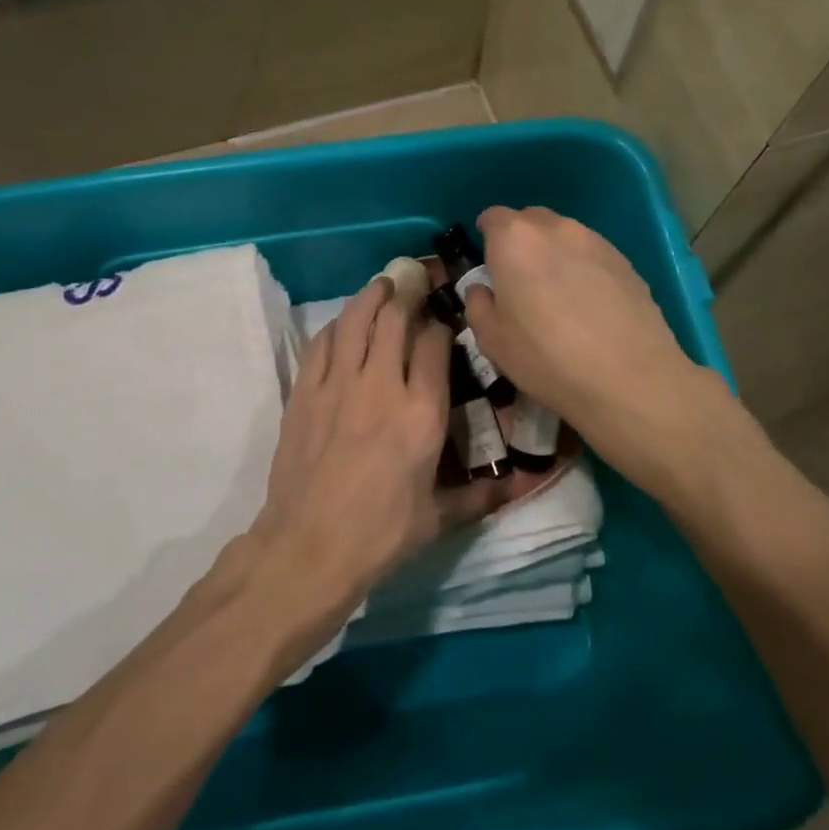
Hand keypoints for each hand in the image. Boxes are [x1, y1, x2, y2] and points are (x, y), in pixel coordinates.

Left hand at [250, 276, 496, 618]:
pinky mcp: (304, 393)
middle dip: (407, 294)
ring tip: (381, 284)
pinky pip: (321, 344)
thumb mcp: (439, 516)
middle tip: (412, 282)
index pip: (434, 345)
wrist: (310, 547)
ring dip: (370, 296)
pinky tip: (342, 324)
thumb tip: (524, 485)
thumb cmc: (381, 534)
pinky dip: (335, 326)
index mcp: (422, 413)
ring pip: (354, 321)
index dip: (439, 324)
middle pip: (394, 319)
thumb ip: (481, 494)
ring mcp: (338, 385)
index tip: (441, 320)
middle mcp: (382, 386)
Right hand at [464, 207, 715, 475]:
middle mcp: (556, 229)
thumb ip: (477, 304)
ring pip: (564, 237)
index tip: (487, 265)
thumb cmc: (545, 357)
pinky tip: (588, 308)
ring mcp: (596, 242)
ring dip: (553, 256)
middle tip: (519, 282)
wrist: (628, 378)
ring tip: (556, 297)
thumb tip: (483, 290)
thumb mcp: (491, 339)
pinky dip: (583, 271)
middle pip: (530, 221)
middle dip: (520, 242)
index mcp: (515, 240)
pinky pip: (592, 256)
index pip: (492, 217)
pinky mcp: (626, 262)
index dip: (486, 238)